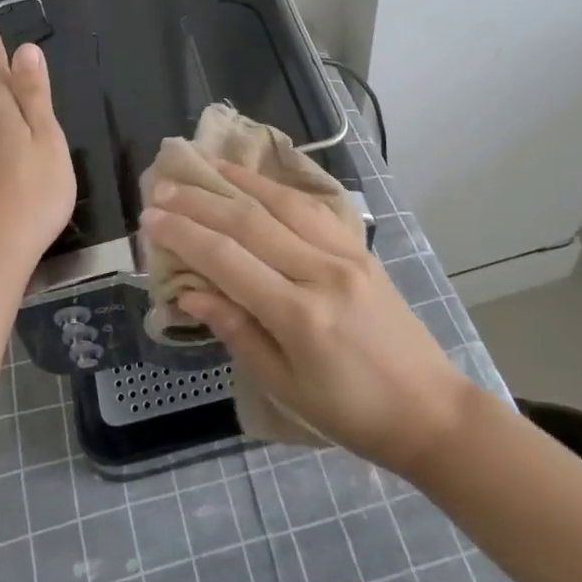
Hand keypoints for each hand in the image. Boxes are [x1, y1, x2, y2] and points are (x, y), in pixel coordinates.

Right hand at [139, 162, 474, 474]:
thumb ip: (236, 331)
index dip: (184, 234)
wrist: (431, 410)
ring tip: (201, 166)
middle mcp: (321, 272)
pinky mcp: (359, 247)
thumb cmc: (352, 414)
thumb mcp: (285, 386)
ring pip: (281, 202)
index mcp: (300, 315)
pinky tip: (253, 180)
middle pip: (250, 222)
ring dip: (236, 181)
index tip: (150, 218)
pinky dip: (275, 189)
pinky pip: (310, 207)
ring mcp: (345, 253)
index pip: (228, 259)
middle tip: (162, 188)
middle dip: (200, 202)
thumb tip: (189, 290)